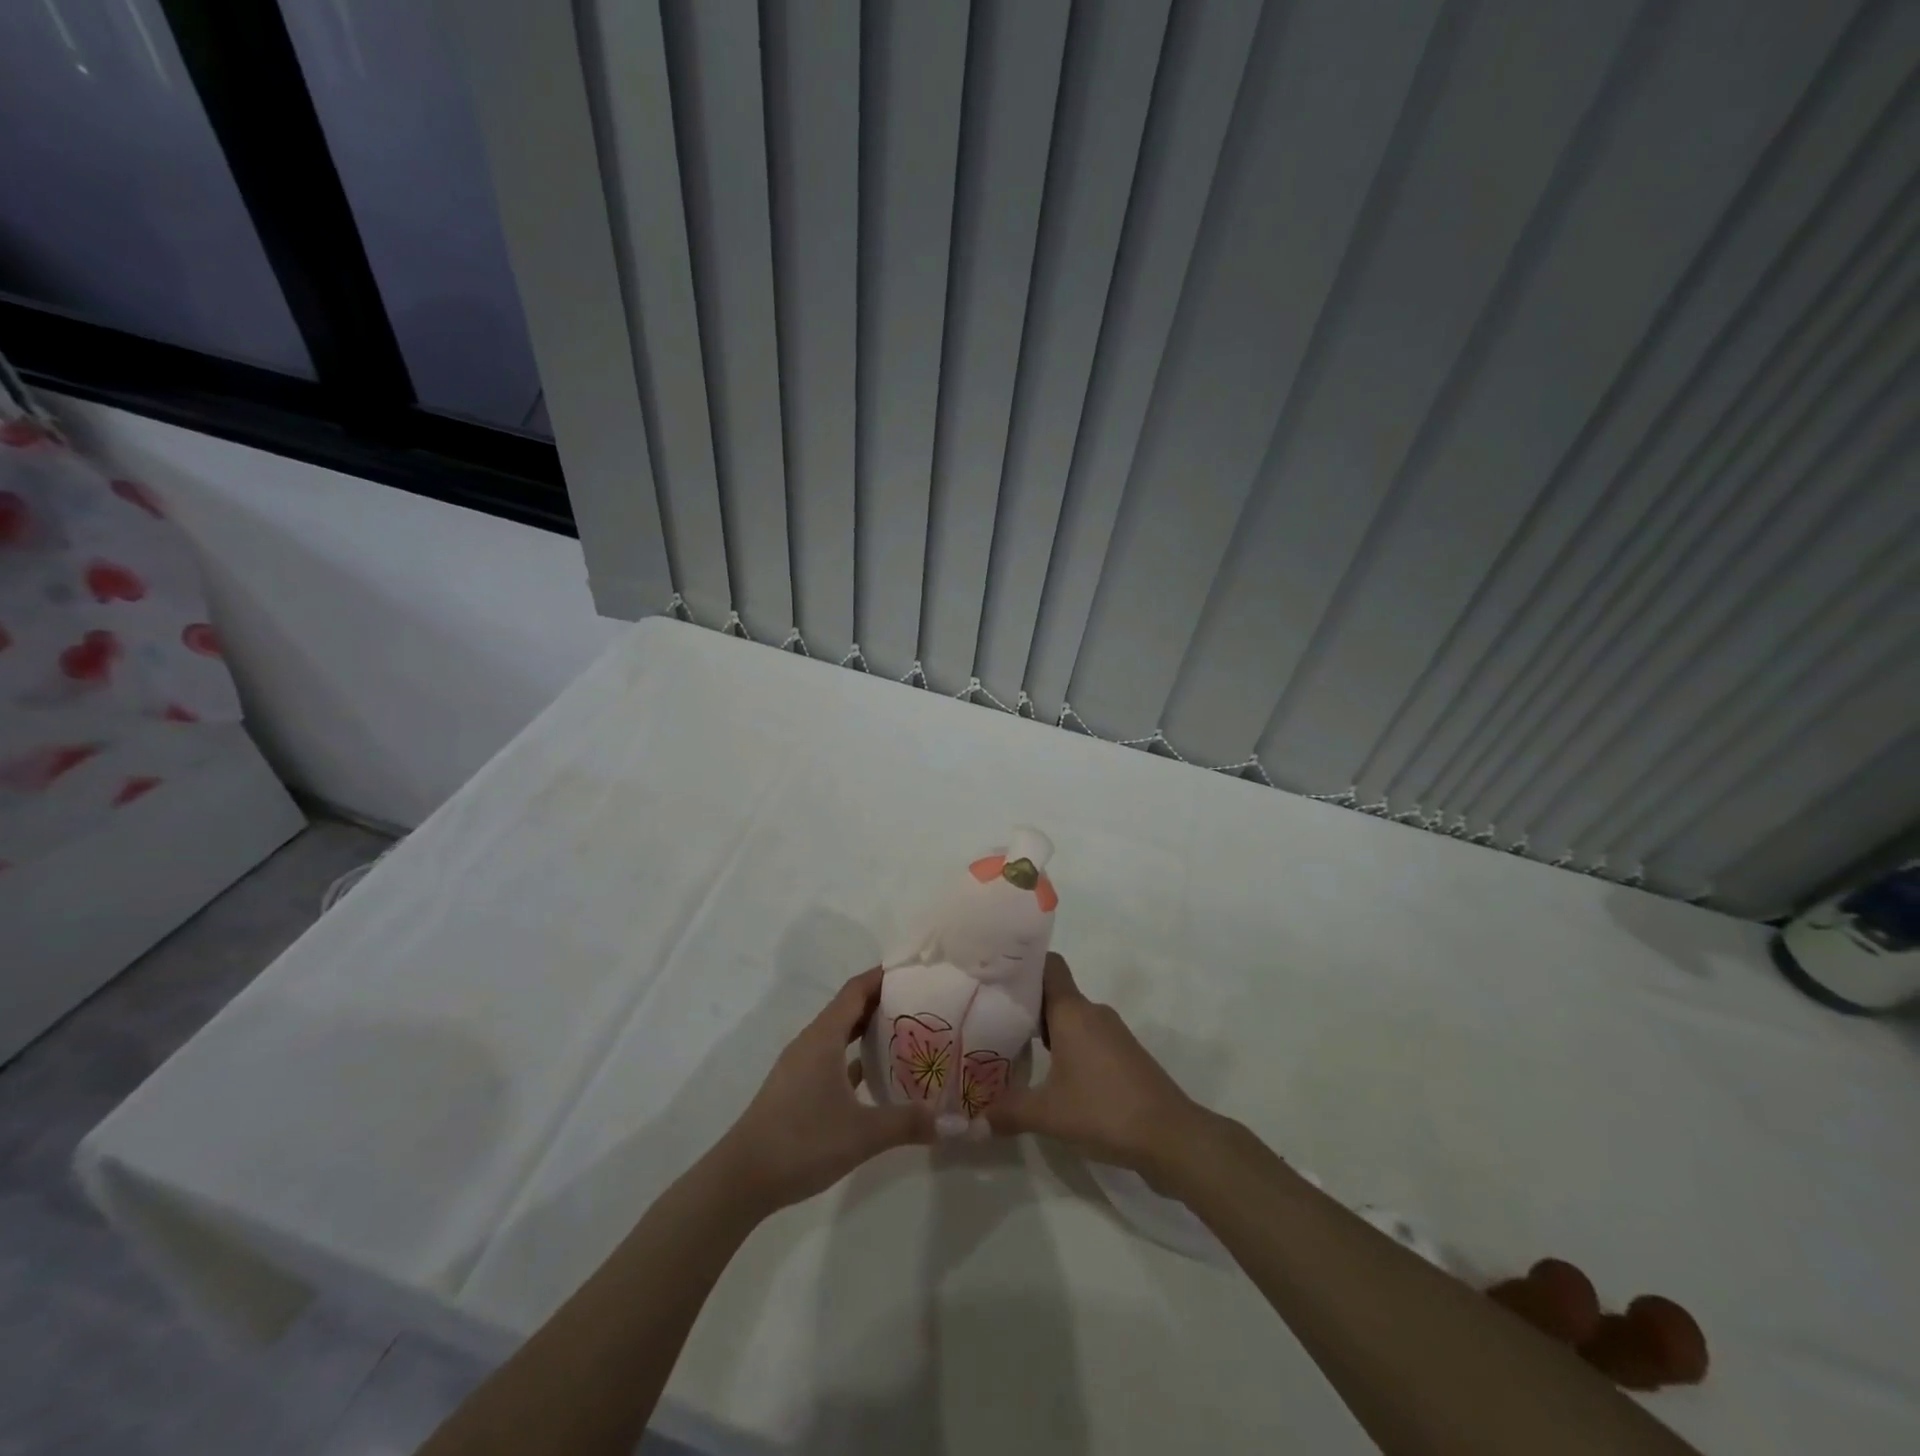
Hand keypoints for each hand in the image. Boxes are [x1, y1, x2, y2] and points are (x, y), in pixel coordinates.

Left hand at [711, 967, 935, 1215]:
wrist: (741, 1180)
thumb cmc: (801, 1142)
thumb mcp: (862, 1134)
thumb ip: (908, 1123)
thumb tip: (954, 1123)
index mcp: (824, 1037)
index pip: (856, 990)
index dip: (883, 976)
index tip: (914, 971)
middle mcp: (811, 1043)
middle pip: (849, 1008)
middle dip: (883, 1001)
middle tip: (922, 1002)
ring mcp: (800, 1066)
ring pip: (839, 1034)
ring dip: (868, 1029)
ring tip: (906, 1033)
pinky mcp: (796, 1089)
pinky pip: (831, 1058)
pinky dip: (854, 1057)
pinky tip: (876, 1075)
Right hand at [985, 954, 1207, 1179]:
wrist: (1171, 1136)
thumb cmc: (1104, 1110)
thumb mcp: (1048, 1115)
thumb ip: (1008, 1112)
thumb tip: (973, 1121)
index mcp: (1072, 1012)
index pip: (1048, 965)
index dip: (1023, 964)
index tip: (996, 976)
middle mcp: (1093, 1013)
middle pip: (1055, 993)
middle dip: (1026, 1004)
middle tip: (993, 1019)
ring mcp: (1113, 1033)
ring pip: (1072, 1018)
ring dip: (1047, 1030)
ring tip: (1016, 1048)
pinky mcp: (1125, 1055)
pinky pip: (1088, 1038)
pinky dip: (1068, 1047)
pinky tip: (1052, 1075)